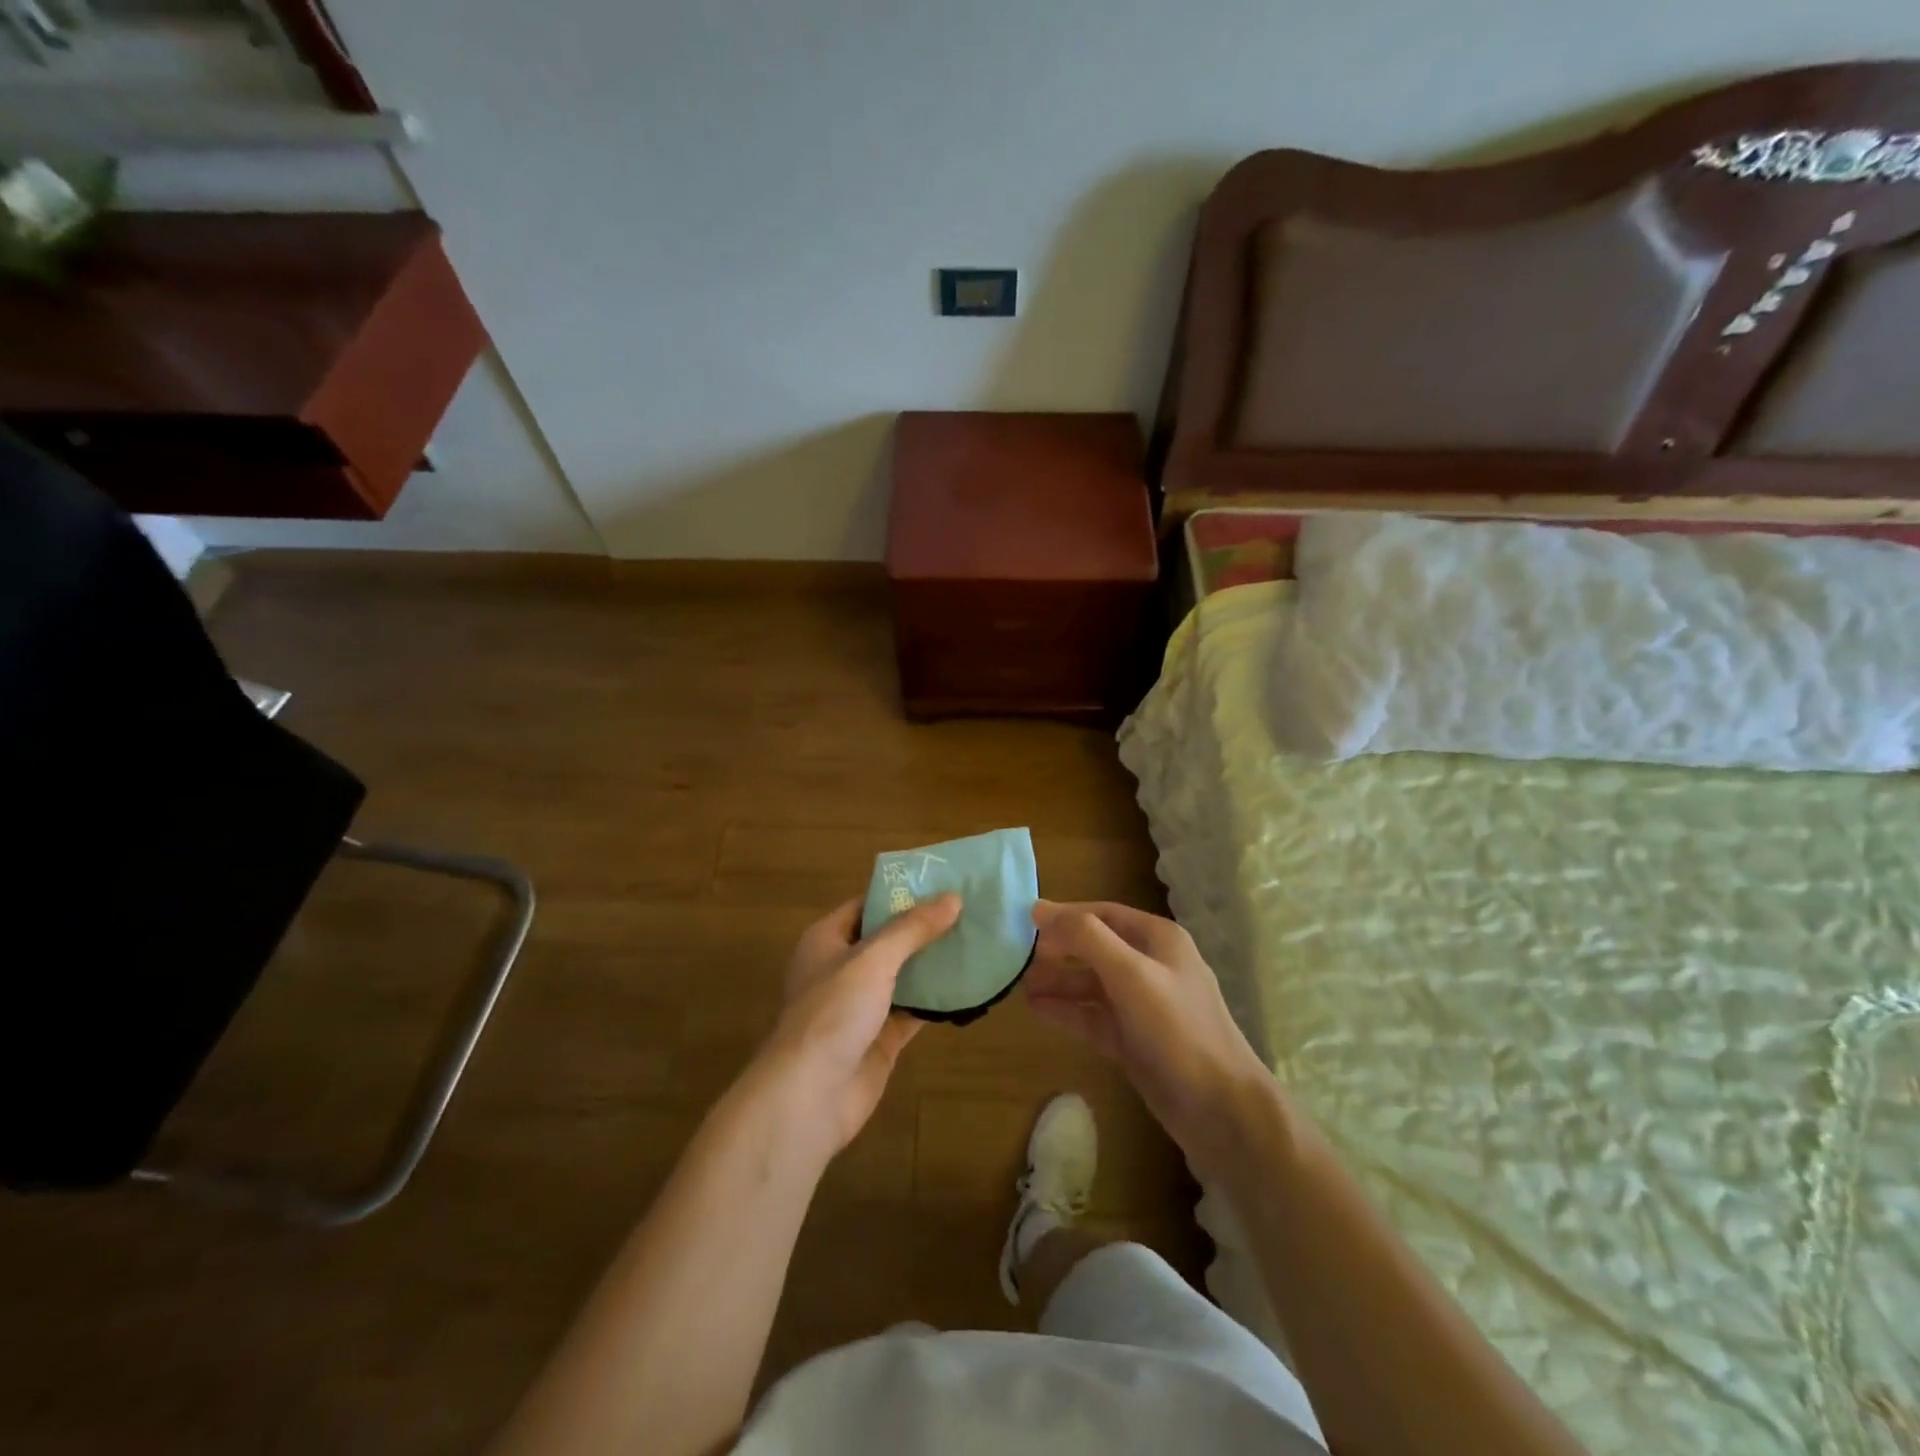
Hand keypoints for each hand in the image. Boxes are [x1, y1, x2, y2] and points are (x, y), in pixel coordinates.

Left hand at [755, 894, 960, 1156]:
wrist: (809, 1097)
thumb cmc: (832, 1013)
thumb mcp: (873, 959)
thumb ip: (912, 929)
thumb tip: (953, 898)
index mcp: (826, 940)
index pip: (866, 906)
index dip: (901, 894)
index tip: (942, 884)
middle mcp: (842, 969)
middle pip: (888, 940)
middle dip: (924, 929)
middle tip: (970, 912)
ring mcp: (860, 1006)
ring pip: (903, 976)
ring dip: (933, 964)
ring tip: (976, 942)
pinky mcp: (879, 1039)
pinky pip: (912, 1011)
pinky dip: (936, 1001)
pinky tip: (969, 987)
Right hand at [1025, 901, 1270, 1184]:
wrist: (1221, 1110)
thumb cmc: (1177, 1030)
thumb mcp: (1131, 974)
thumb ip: (1086, 938)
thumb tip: (1039, 908)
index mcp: (1157, 939)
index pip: (1102, 914)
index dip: (1064, 916)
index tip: (1022, 922)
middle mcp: (1150, 966)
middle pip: (1094, 948)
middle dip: (1057, 951)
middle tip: (1015, 958)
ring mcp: (1142, 1005)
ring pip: (1091, 984)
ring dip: (1057, 982)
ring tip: (1018, 986)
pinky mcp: (1133, 1040)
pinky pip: (1093, 1016)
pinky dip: (1067, 1011)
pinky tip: (1037, 1010)